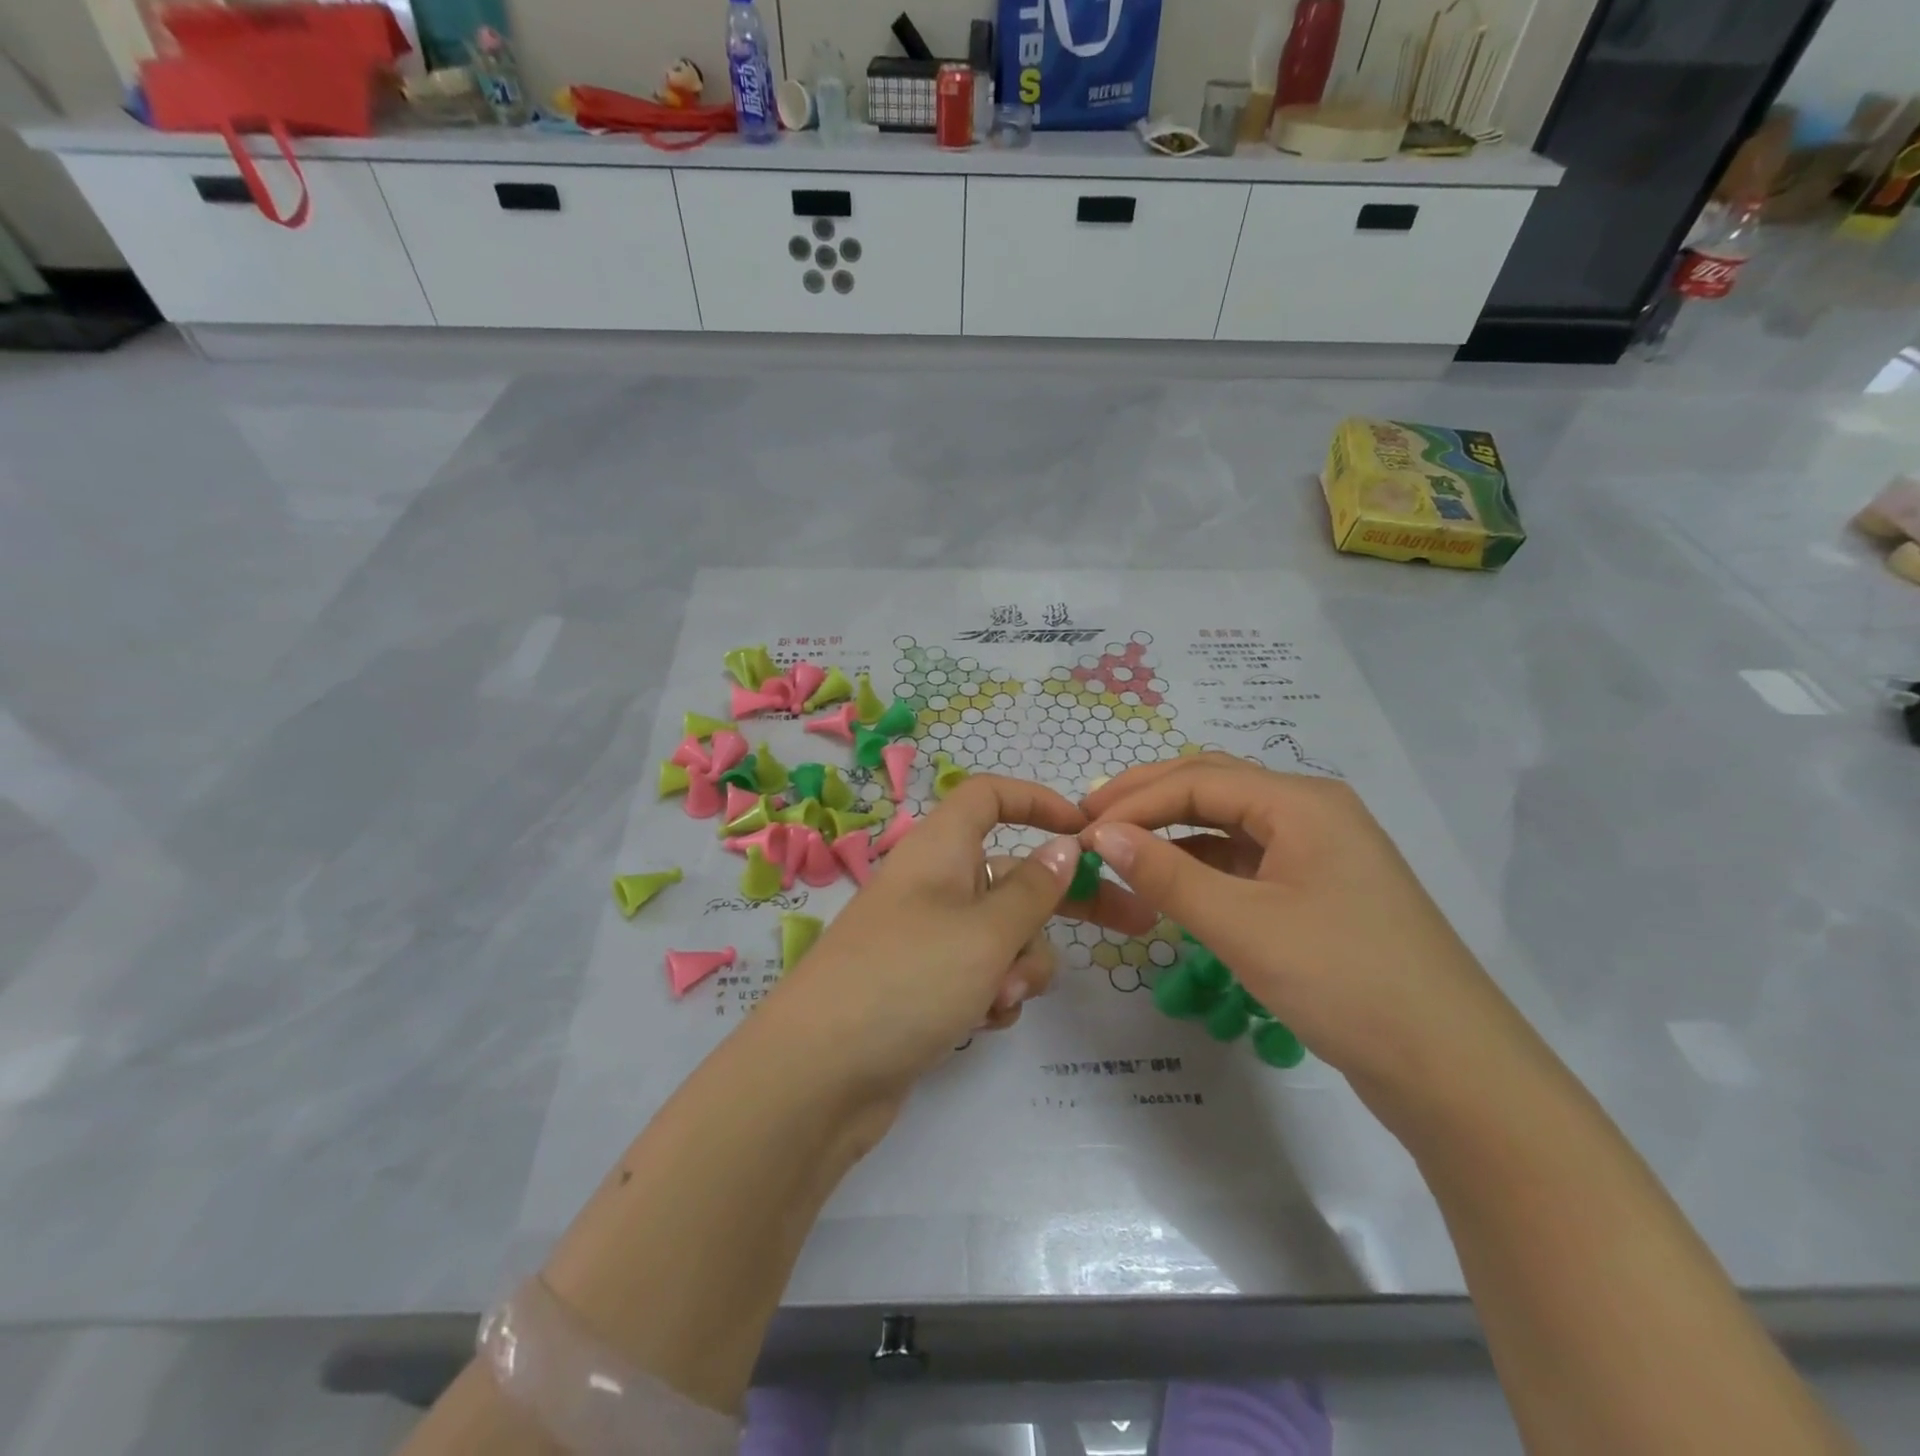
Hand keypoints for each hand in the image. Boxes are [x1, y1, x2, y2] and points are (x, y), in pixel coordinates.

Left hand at [766, 775, 1156, 1098]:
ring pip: (1003, 933)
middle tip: (1133, 926)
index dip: (1037, 802)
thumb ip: (1033, 889)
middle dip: (1064, 903)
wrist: (817, 1077)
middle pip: (1012, 874)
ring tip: (1002, 995)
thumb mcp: (984, 932)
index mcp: (939, 849)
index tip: (1086, 833)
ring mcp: (927, 937)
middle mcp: (933, 884)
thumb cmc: (907, 981)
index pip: (989, 796)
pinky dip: (992, 992)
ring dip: (1020, 963)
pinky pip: (980, 973)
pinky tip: (983, 1020)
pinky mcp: (924, 985)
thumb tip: (1064, 846)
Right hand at [1082, 756, 1524, 1103]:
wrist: (1452, 1069)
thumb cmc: (1345, 981)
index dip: (1133, 800)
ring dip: (1173, 828)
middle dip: (1148, 798)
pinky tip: (1171, 879)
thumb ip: (1167, 874)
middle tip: (1090, 820)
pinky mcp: (1319, 889)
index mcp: (1302, 802)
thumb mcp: (1244, 926)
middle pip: (1214, 786)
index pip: (1198, 779)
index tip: (1080, 830)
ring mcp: (1319, 851)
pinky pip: (1247, 858)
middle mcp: (1312, 812)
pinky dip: (1202, 862)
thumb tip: (1099, 835)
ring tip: (1119, 845)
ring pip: (1230, 822)